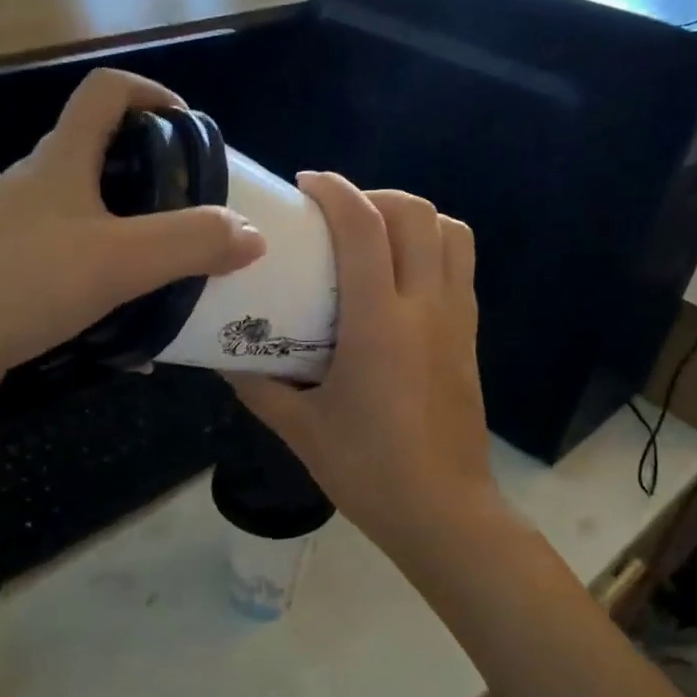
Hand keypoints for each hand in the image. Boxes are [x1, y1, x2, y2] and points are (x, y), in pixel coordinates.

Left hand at [0, 68, 264, 404]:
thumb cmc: (22, 282)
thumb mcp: (119, 260)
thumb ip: (191, 243)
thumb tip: (252, 234)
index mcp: (61, 161)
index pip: (106, 93)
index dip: (152, 93)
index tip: (192, 128)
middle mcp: (38, 187)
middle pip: (104, 158)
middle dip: (157, 179)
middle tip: (198, 215)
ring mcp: (20, 234)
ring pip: (93, 220)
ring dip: (137, 239)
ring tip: (177, 274)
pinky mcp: (12, 278)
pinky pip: (77, 270)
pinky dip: (111, 287)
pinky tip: (134, 335)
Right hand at [231, 174, 506, 567]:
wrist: (442, 512)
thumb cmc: (367, 470)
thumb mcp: (300, 428)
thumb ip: (259, 385)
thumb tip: (225, 359)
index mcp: (379, 323)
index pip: (364, 228)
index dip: (335, 191)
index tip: (307, 184)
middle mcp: (425, 307)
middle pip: (416, 214)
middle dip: (376, 196)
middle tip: (340, 216)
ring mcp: (456, 320)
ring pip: (452, 234)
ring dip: (414, 219)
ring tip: (378, 238)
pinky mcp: (470, 339)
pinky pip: (461, 269)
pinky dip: (434, 250)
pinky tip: (401, 282)